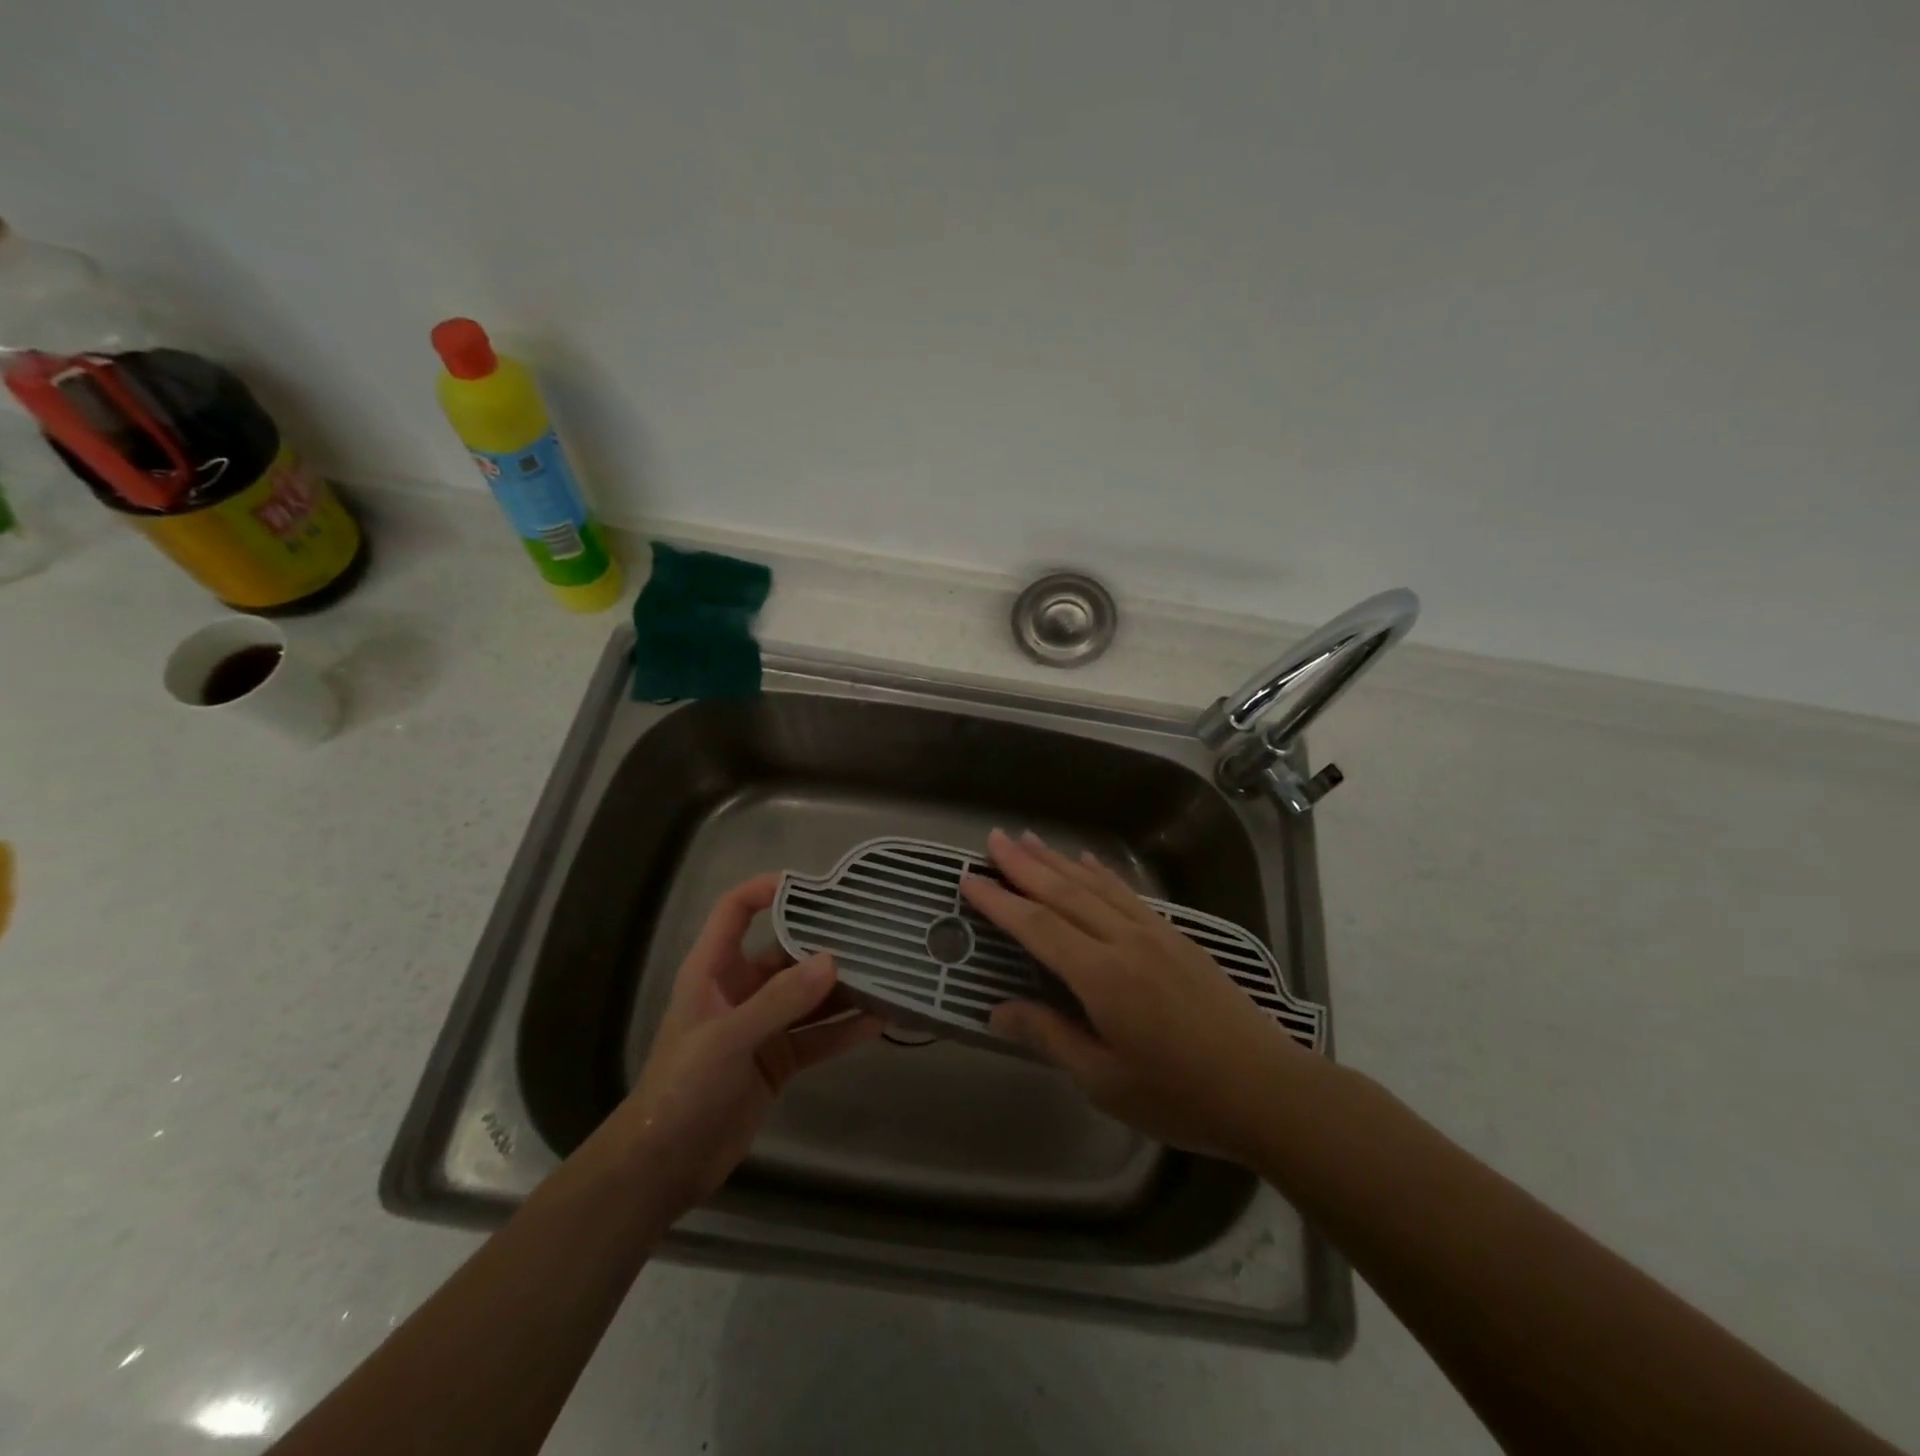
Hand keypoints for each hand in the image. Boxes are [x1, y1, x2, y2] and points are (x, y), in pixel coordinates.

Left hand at [611, 873, 882, 1217]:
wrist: (664, 1166)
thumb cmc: (682, 1088)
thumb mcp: (728, 1038)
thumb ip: (779, 1000)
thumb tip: (832, 961)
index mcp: (713, 970)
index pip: (735, 911)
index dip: (765, 889)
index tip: (812, 884)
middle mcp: (740, 990)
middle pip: (786, 952)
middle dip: (824, 943)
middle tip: (870, 932)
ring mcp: (762, 1026)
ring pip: (808, 996)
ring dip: (842, 988)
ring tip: (886, 974)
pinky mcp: (779, 1060)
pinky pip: (817, 1036)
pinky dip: (844, 1030)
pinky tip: (879, 1022)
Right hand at [960, 829, 1312, 1161]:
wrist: (1266, 1089)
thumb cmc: (1179, 1095)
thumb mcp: (1104, 1080)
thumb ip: (1050, 1037)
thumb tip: (998, 1011)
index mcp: (1101, 976)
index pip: (1037, 926)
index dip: (999, 901)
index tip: (969, 877)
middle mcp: (1124, 941)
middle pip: (1064, 892)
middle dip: (1024, 864)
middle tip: (992, 838)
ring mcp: (1154, 933)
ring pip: (1096, 885)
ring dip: (1059, 860)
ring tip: (1029, 839)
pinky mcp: (1177, 937)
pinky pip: (1129, 894)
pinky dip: (1103, 874)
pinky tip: (1090, 862)